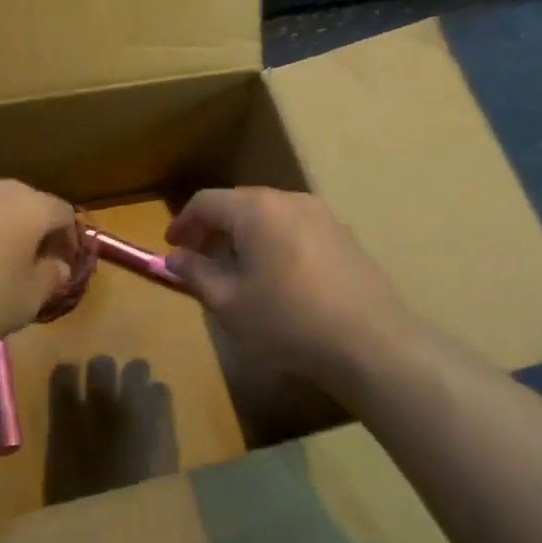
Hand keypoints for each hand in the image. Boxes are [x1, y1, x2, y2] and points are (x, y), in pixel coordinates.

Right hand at [164, 188, 423, 391]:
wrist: (370, 342)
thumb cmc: (287, 320)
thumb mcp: (228, 302)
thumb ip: (195, 274)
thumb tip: (175, 258)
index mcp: (256, 209)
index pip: (207, 201)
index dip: (183, 222)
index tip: (171, 246)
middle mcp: (289, 200)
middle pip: (240, 203)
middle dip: (213, 227)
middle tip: (198, 257)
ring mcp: (322, 215)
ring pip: (270, 215)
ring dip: (244, 234)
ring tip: (234, 268)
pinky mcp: (343, 236)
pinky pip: (295, 228)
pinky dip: (273, 242)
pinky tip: (275, 276)